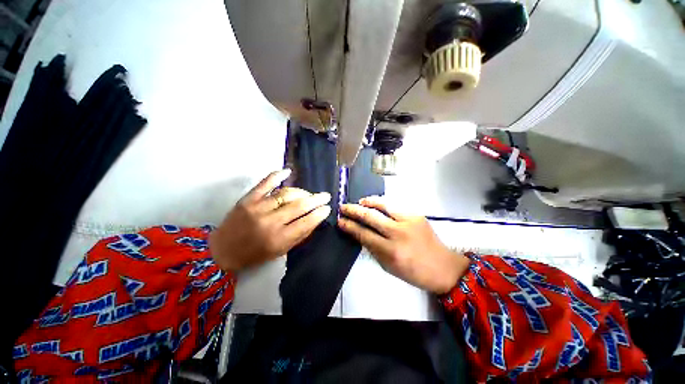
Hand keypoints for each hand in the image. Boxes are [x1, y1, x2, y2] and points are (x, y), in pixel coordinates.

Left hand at [210, 169, 331, 270]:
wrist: (222, 250)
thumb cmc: (255, 254)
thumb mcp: (280, 251)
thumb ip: (299, 235)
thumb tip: (315, 219)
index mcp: (278, 239)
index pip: (306, 222)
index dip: (319, 214)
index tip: (328, 208)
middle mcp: (270, 222)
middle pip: (299, 206)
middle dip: (316, 200)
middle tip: (325, 196)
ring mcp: (257, 208)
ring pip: (286, 193)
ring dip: (301, 192)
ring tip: (309, 194)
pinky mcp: (247, 199)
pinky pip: (265, 183)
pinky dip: (277, 175)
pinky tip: (288, 171)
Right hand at [338, 196, 469, 293]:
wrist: (443, 266)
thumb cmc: (413, 271)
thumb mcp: (388, 266)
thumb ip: (373, 248)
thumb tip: (359, 233)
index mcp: (391, 251)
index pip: (364, 234)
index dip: (350, 227)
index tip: (340, 221)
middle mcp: (398, 233)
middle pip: (370, 217)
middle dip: (354, 211)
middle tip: (343, 207)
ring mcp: (409, 221)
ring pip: (383, 205)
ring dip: (368, 202)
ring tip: (358, 202)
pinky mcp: (416, 214)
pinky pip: (394, 206)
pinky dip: (381, 203)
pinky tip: (374, 203)